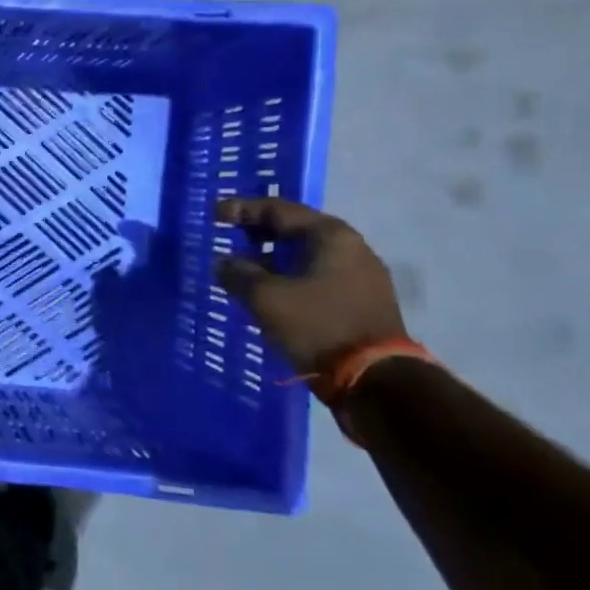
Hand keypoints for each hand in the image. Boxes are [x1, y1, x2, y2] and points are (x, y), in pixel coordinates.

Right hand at [213, 198, 406, 374]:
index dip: (242, 209)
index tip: (214, 215)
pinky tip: (270, 290)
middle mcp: (351, 247)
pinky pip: (317, 276)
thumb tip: (223, 262)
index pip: (278, 209)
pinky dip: (290, 276)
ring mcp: (361, 275)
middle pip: (295, 229)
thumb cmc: (317, 326)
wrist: (375, 380)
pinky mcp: (362, 301)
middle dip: (259, 232)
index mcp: (330, 235)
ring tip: (244, 267)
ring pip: (306, 255)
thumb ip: (238, 273)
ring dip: (273, 258)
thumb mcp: (265, 298)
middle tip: (229, 237)